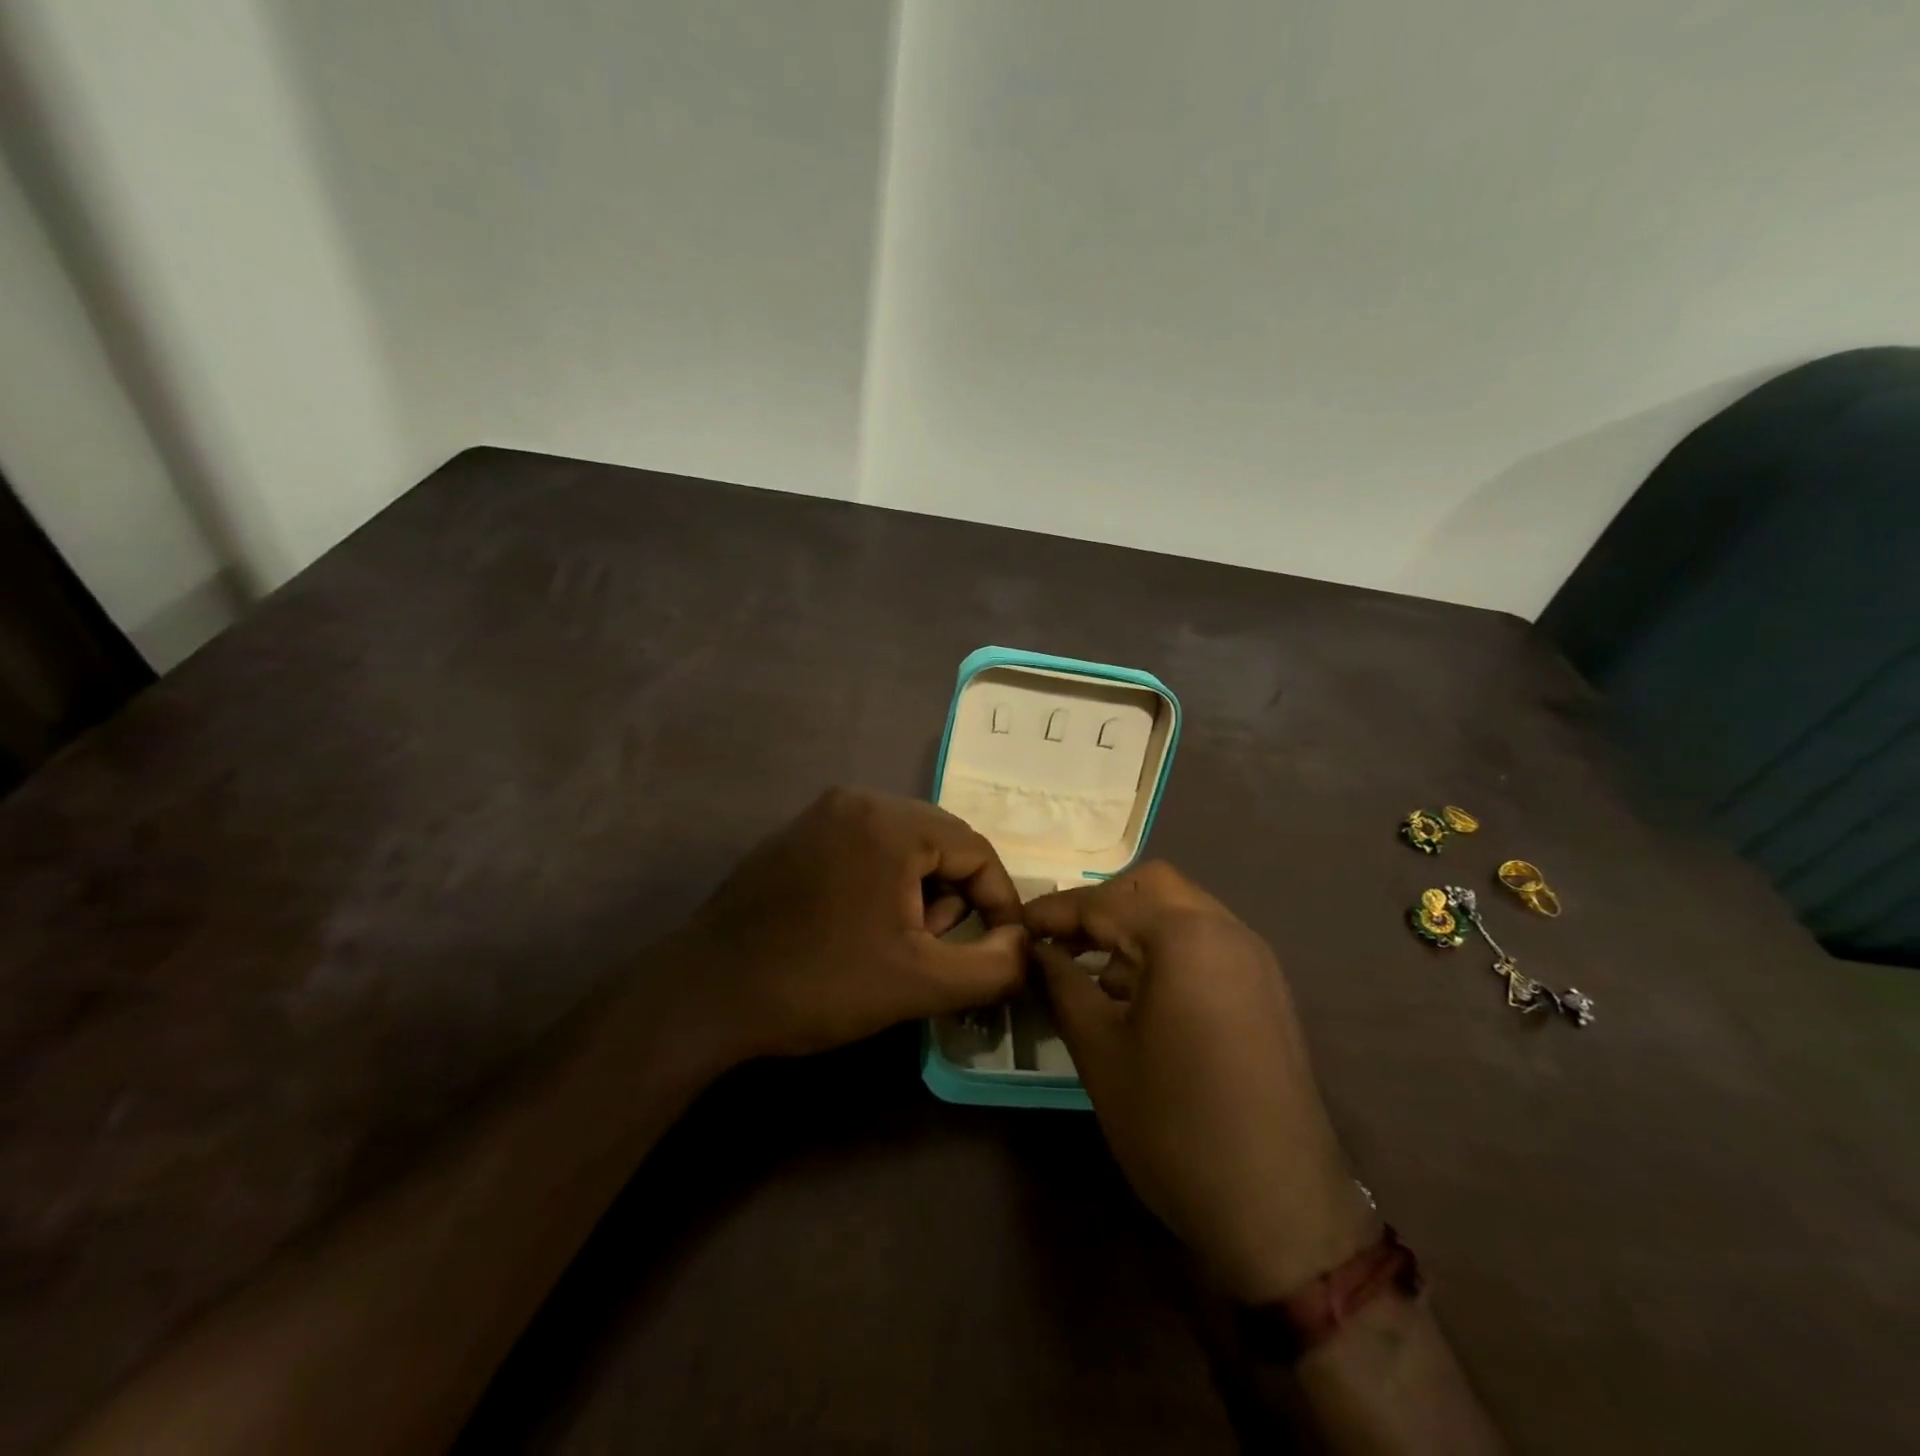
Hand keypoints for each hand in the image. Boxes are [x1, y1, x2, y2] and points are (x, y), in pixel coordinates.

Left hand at [668, 788, 1028, 1060]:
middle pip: (940, 841)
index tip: (1000, 949)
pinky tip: (858, 927)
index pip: (976, 848)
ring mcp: (820, 813)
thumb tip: (1025, 946)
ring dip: (918, 891)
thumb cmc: (820, 983)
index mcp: (890, 822)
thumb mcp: (920, 983)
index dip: (999, 901)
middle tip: (934, 948)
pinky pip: (864, 847)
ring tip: (896, 943)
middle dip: (953, 896)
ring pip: (902, 845)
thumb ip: (992, 967)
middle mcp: (857, 800)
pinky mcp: (795, 834)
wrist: (707, 993)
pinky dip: (881, 882)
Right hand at [1027, 862, 1376, 1301]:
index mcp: (1183, 935)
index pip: (1103, 902)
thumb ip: (1060, 983)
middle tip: (1061, 942)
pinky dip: (1167, 948)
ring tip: (1095, 972)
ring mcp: (1254, 958)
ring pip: (1183, 911)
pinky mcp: (1267, 989)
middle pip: (1152, 887)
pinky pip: (1207, 942)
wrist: (1279, 1209)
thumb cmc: (1173, 1124)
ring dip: (1135, 925)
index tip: (1017, 927)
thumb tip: (1032, 948)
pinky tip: (1142, 995)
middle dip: (1101, 905)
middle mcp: (1226, 929)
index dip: (1054, 912)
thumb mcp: (1099, 1050)